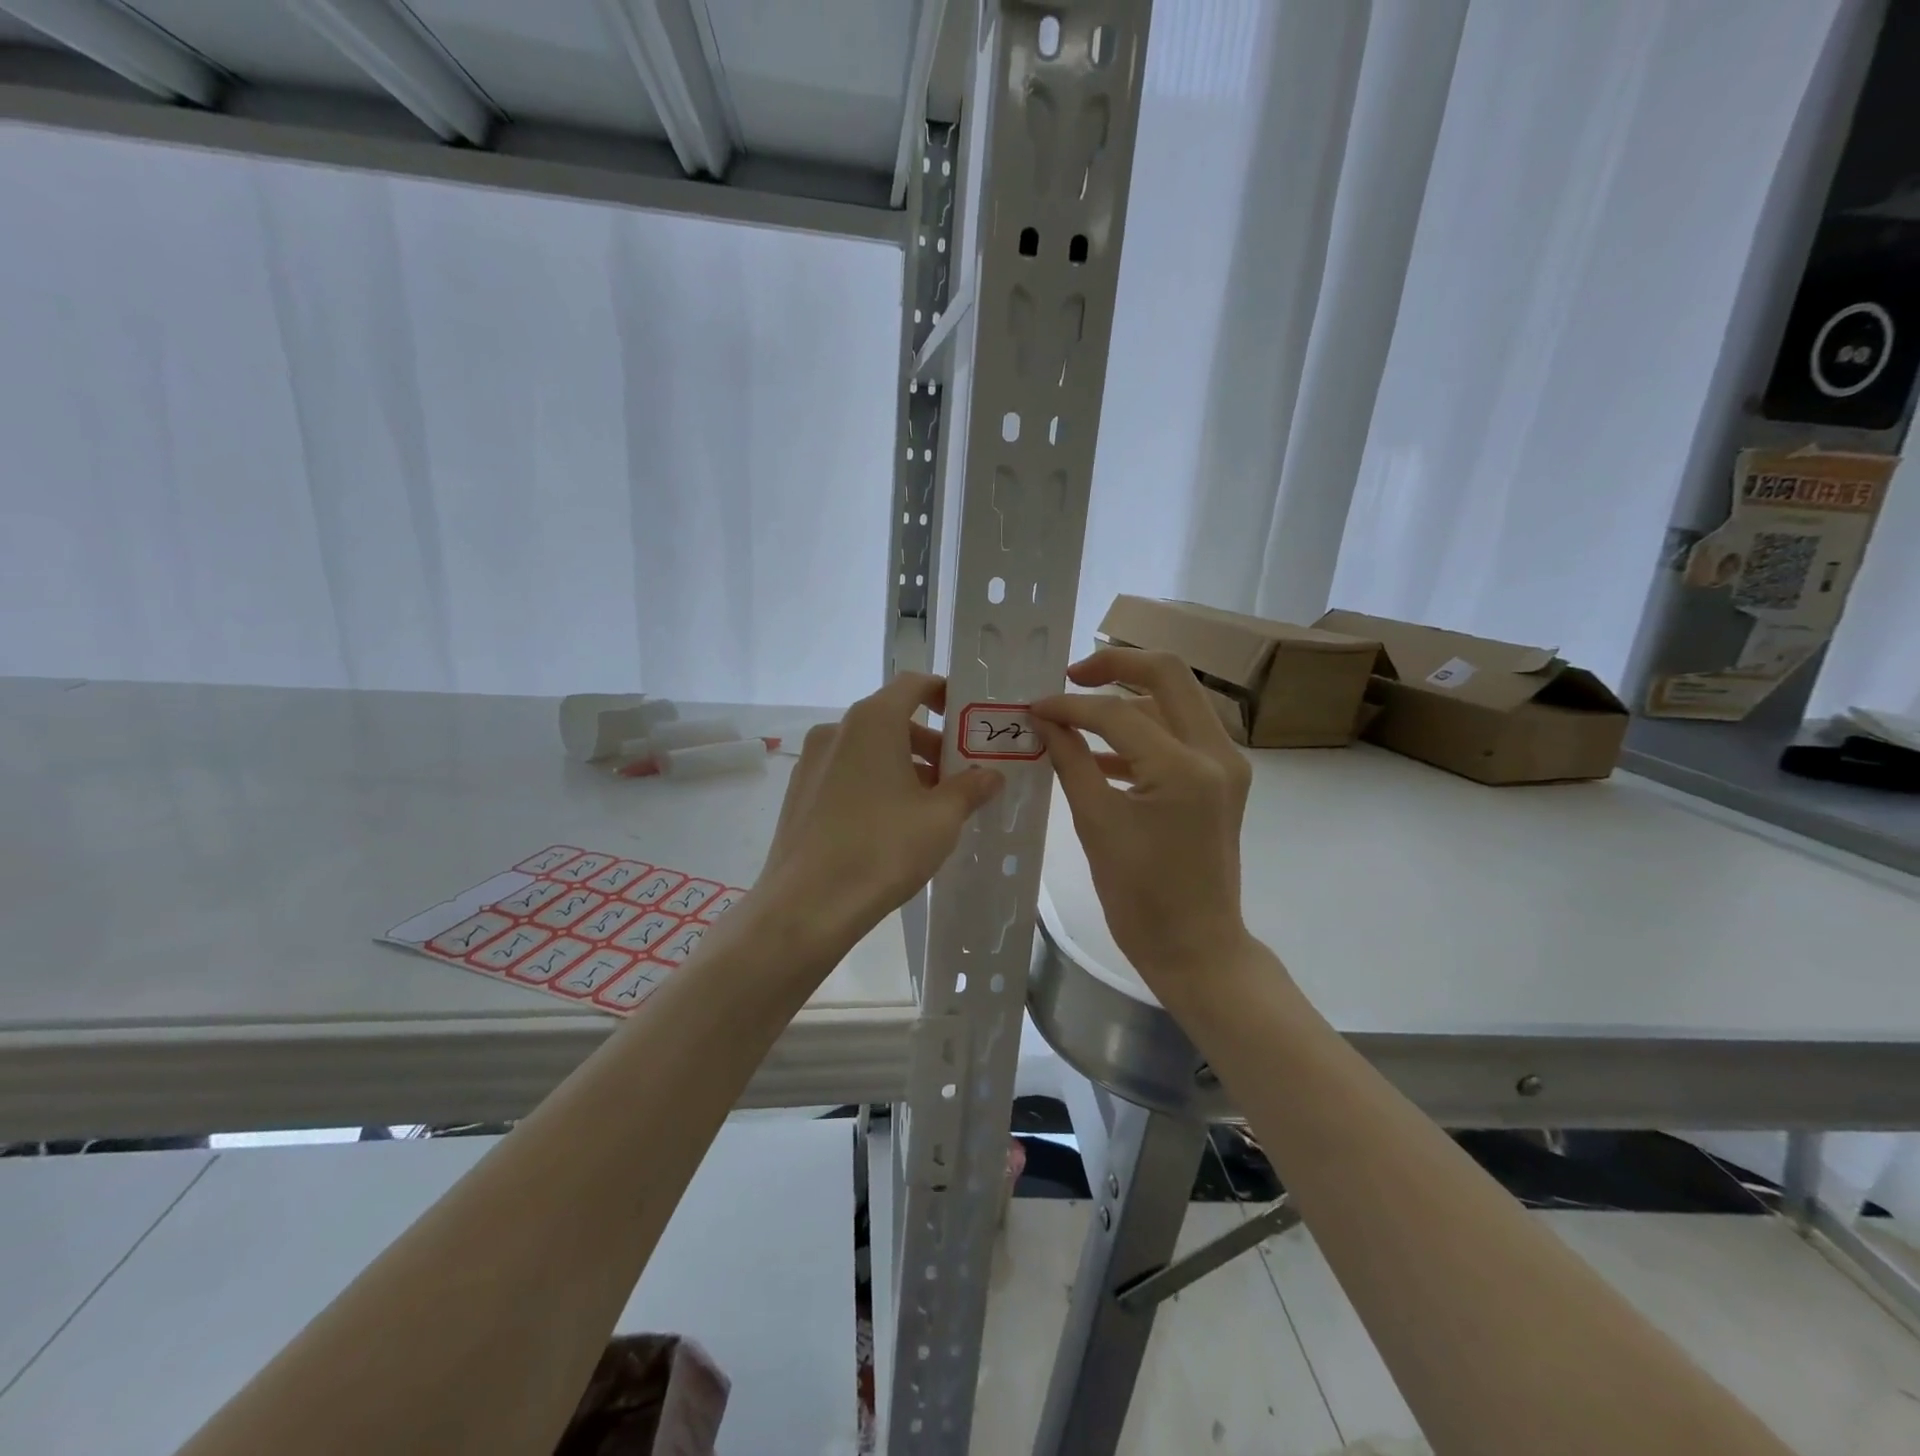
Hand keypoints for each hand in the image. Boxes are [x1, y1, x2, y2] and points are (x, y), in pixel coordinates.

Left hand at [755, 674, 1002, 953]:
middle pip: (891, 719)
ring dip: (903, 766)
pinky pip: (846, 773)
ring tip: (929, 807)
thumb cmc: (882, 848)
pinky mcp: (799, 793)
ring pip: (868, 749)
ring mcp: (812, 762)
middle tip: (958, 777)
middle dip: (929, 743)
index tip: (966, 721)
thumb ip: (970, 788)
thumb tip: (990, 775)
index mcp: (872, 721)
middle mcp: (837, 730)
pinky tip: (890, 825)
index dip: (943, 694)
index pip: (912, 684)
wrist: (807, 905)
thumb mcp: (941, 818)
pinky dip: (874, 783)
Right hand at [1032, 649, 1252, 985]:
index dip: (1069, 705)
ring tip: (1077, 713)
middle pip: (1168, 675)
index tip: (1034, 708)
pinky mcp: (1221, 781)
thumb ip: (1070, 761)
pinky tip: (1098, 754)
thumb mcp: (1097, 824)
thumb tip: (1044, 720)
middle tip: (1070, 676)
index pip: (1118, 712)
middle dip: (1115, 665)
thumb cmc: (1142, 898)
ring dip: (1128, 700)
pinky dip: (1141, 734)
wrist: (1196, 949)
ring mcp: (1226, 765)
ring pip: (1175, 702)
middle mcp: (1217, 753)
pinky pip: (1179, 736)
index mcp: (1186, 767)